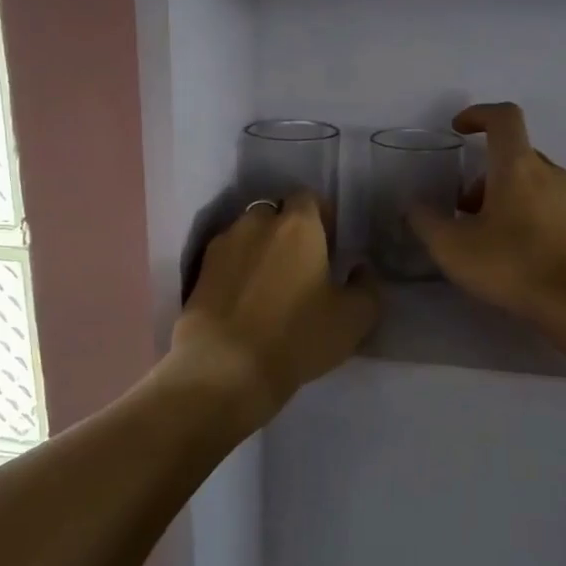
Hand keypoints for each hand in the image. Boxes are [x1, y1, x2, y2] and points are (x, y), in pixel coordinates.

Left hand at [171, 192, 378, 427]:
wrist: (225, 367)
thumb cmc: (297, 336)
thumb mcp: (354, 318)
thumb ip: (367, 286)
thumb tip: (360, 269)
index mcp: (298, 225)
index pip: (309, 197)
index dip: (321, 216)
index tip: (329, 244)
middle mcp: (256, 223)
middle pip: (275, 211)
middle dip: (287, 229)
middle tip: (301, 263)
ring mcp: (222, 246)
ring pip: (246, 234)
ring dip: (259, 248)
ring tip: (270, 282)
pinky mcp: (199, 272)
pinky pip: (226, 259)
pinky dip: (237, 269)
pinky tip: (245, 299)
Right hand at [407, 102, 565, 326]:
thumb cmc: (514, 265)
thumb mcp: (453, 248)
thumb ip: (426, 222)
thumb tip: (413, 205)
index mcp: (518, 166)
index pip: (503, 117)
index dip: (478, 114)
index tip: (458, 129)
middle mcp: (549, 172)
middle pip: (513, 155)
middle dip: (482, 174)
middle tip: (462, 209)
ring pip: (530, 182)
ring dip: (502, 197)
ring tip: (484, 237)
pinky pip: (547, 205)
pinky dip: (524, 214)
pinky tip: (513, 254)